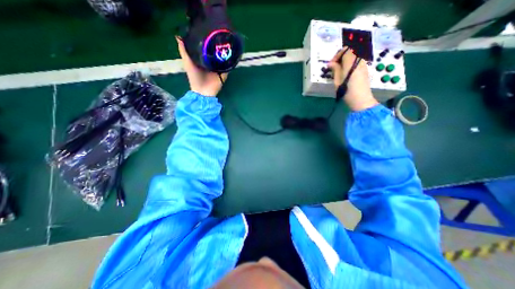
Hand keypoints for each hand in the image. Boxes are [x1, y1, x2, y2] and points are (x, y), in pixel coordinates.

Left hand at [177, 35, 225, 96]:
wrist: (203, 92)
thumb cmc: (194, 78)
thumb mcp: (187, 63)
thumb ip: (184, 52)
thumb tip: (178, 36)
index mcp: (203, 60)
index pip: (206, 48)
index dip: (207, 40)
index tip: (208, 31)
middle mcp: (211, 63)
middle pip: (215, 52)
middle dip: (217, 45)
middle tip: (219, 34)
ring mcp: (218, 69)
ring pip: (222, 59)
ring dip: (224, 53)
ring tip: (226, 42)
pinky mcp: (224, 74)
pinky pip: (227, 67)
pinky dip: (229, 62)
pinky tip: (231, 54)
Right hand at [330, 46, 376, 110]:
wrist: (361, 100)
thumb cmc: (347, 91)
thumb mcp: (338, 81)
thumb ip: (335, 70)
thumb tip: (331, 63)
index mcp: (352, 62)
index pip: (345, 50)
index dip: (337, 55)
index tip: (331, 64)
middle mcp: (359, 60)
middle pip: (351, 51)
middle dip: (341, 56)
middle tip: (334, 66)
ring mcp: (364, 65)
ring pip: (355, 56)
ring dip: (346, 60)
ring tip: (339, 70)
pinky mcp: (365, 70)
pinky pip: (357, 61)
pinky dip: (350, 64)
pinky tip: (346, 72)